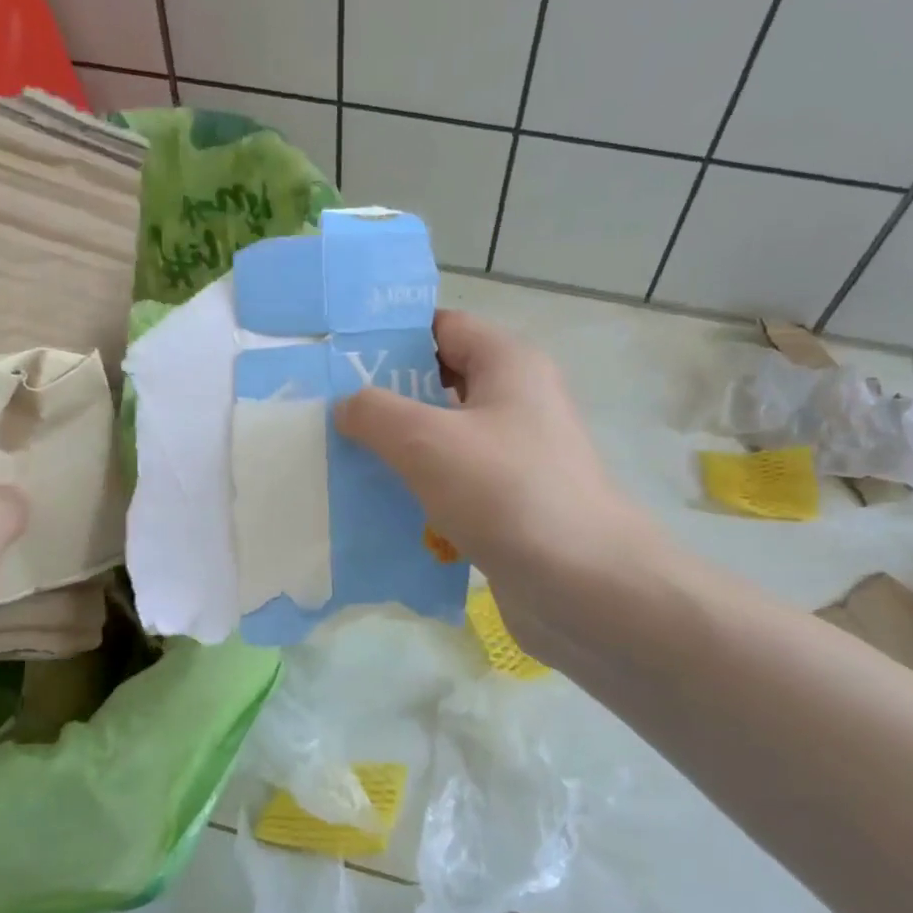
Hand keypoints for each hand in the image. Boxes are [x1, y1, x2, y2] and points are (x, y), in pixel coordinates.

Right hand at [335, 311, 644, 656]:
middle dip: (386, 399)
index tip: (338, 361)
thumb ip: (375, 413)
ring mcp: (517, 456)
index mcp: (509, 365)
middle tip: (329, 416)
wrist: (583, 585)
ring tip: (341, 462)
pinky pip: (455, 483)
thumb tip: (348, 406)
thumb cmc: (506, 493)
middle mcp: (518, 401)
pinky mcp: (511, 503)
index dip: (391, 337)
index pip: (442, 327)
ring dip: (398, 450)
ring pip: (445, 439)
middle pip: (440, 383)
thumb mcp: (426, 441)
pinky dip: (421, 491)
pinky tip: (380, 508)